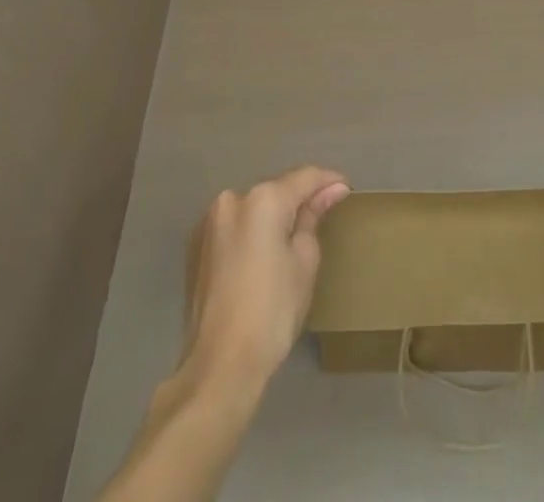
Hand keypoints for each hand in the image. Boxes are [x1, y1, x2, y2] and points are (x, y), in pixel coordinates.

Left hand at [177, 166, 349, 395]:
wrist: (219, 366)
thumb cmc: (272, 312)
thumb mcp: (304, 261)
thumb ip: (313, 218)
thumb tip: (331, 190)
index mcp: (262, 199)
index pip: (304, 177)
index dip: (328, 181)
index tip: (346, 189)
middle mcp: (232, 199)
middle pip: (276, 189)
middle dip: (299, 198)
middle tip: (324, 213)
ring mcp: (210, 223)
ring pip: (253, 207)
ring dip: (274, 215)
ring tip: (295, 235)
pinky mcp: (197, 248)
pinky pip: (235, 226)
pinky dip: (253, 231)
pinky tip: (265, 253)